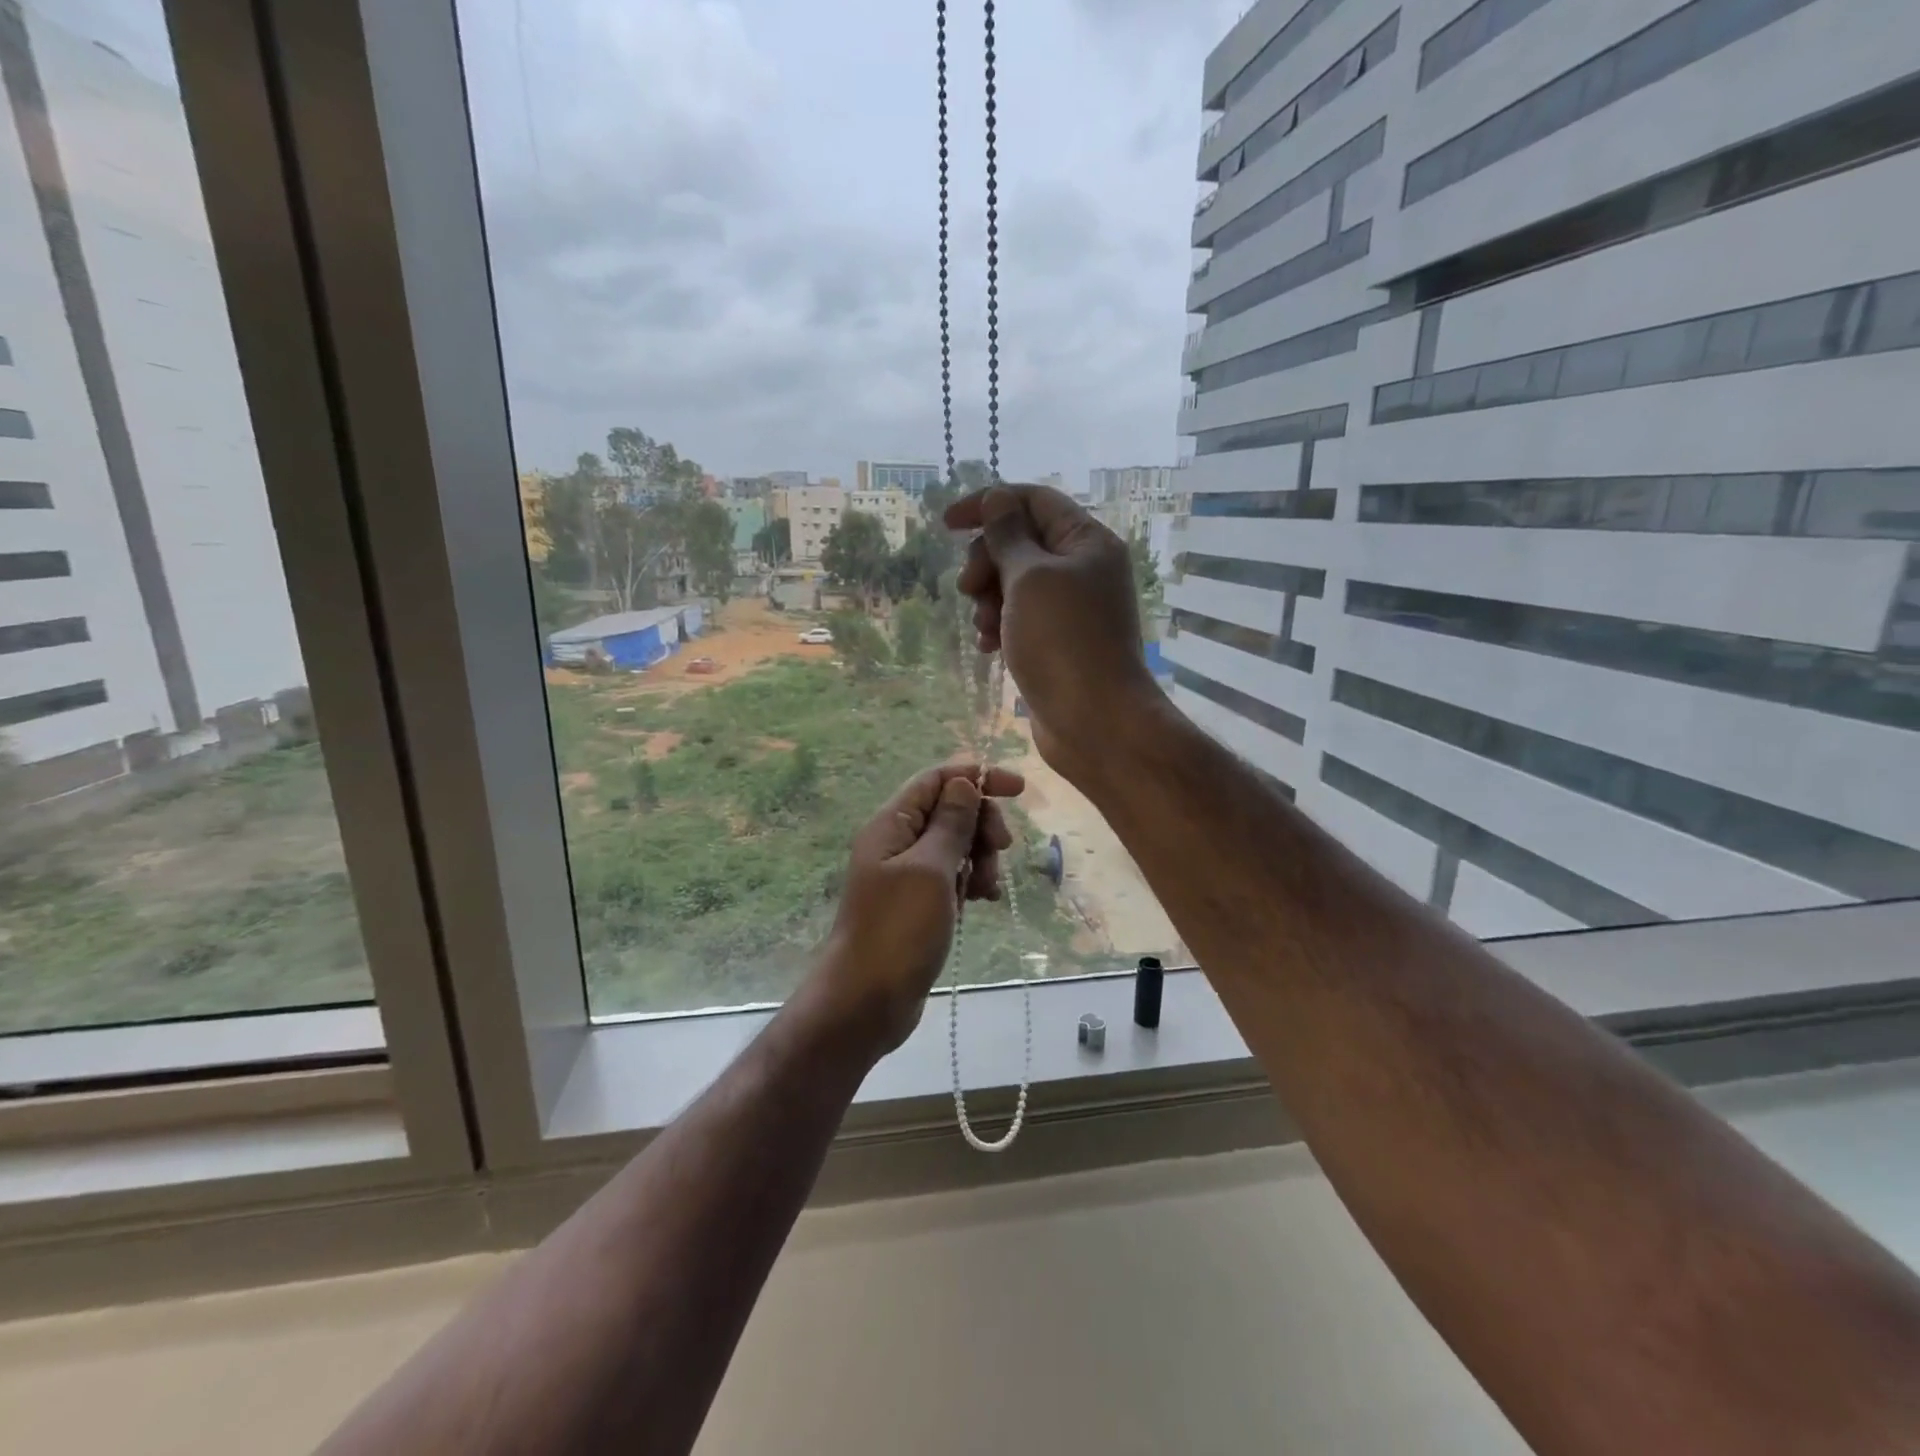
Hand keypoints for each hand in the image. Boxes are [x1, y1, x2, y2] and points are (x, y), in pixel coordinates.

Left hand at [807, 762, 1025, 1054]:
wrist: (865, 1001)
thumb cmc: (898, 930)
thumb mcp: (930, 870)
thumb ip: (950, 823)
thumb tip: (964, 781)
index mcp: (892, 824)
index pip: (937, 780)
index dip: (977, 777)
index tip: (1019, 789)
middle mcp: (897, 842)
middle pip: (949, 811)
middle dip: (981, 824)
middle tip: (1002, 849)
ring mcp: (906, 875)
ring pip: (955, 845)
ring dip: (979, 858)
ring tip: (987, 890)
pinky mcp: (917, 903)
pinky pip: (951, 877)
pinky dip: (970, 882)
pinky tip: (983, 901)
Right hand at [945, 484, 1161, 785]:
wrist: (1096, 722)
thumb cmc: (1063, 642)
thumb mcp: (1030, 578)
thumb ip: (1008, 536)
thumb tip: (997, 499)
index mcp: (1086, 541)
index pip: (1033, 500)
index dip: (987, 504)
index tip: (946, 525)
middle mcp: (1082, 569)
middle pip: (1021, 542)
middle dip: (987, 560)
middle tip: (969, 588)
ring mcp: (1071, 608)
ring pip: (1015, 583)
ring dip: (989, 597)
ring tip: (984, 626)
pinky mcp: (1057, 642)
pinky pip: (1020, 618)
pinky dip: (1000, 625)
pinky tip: (988, 647)